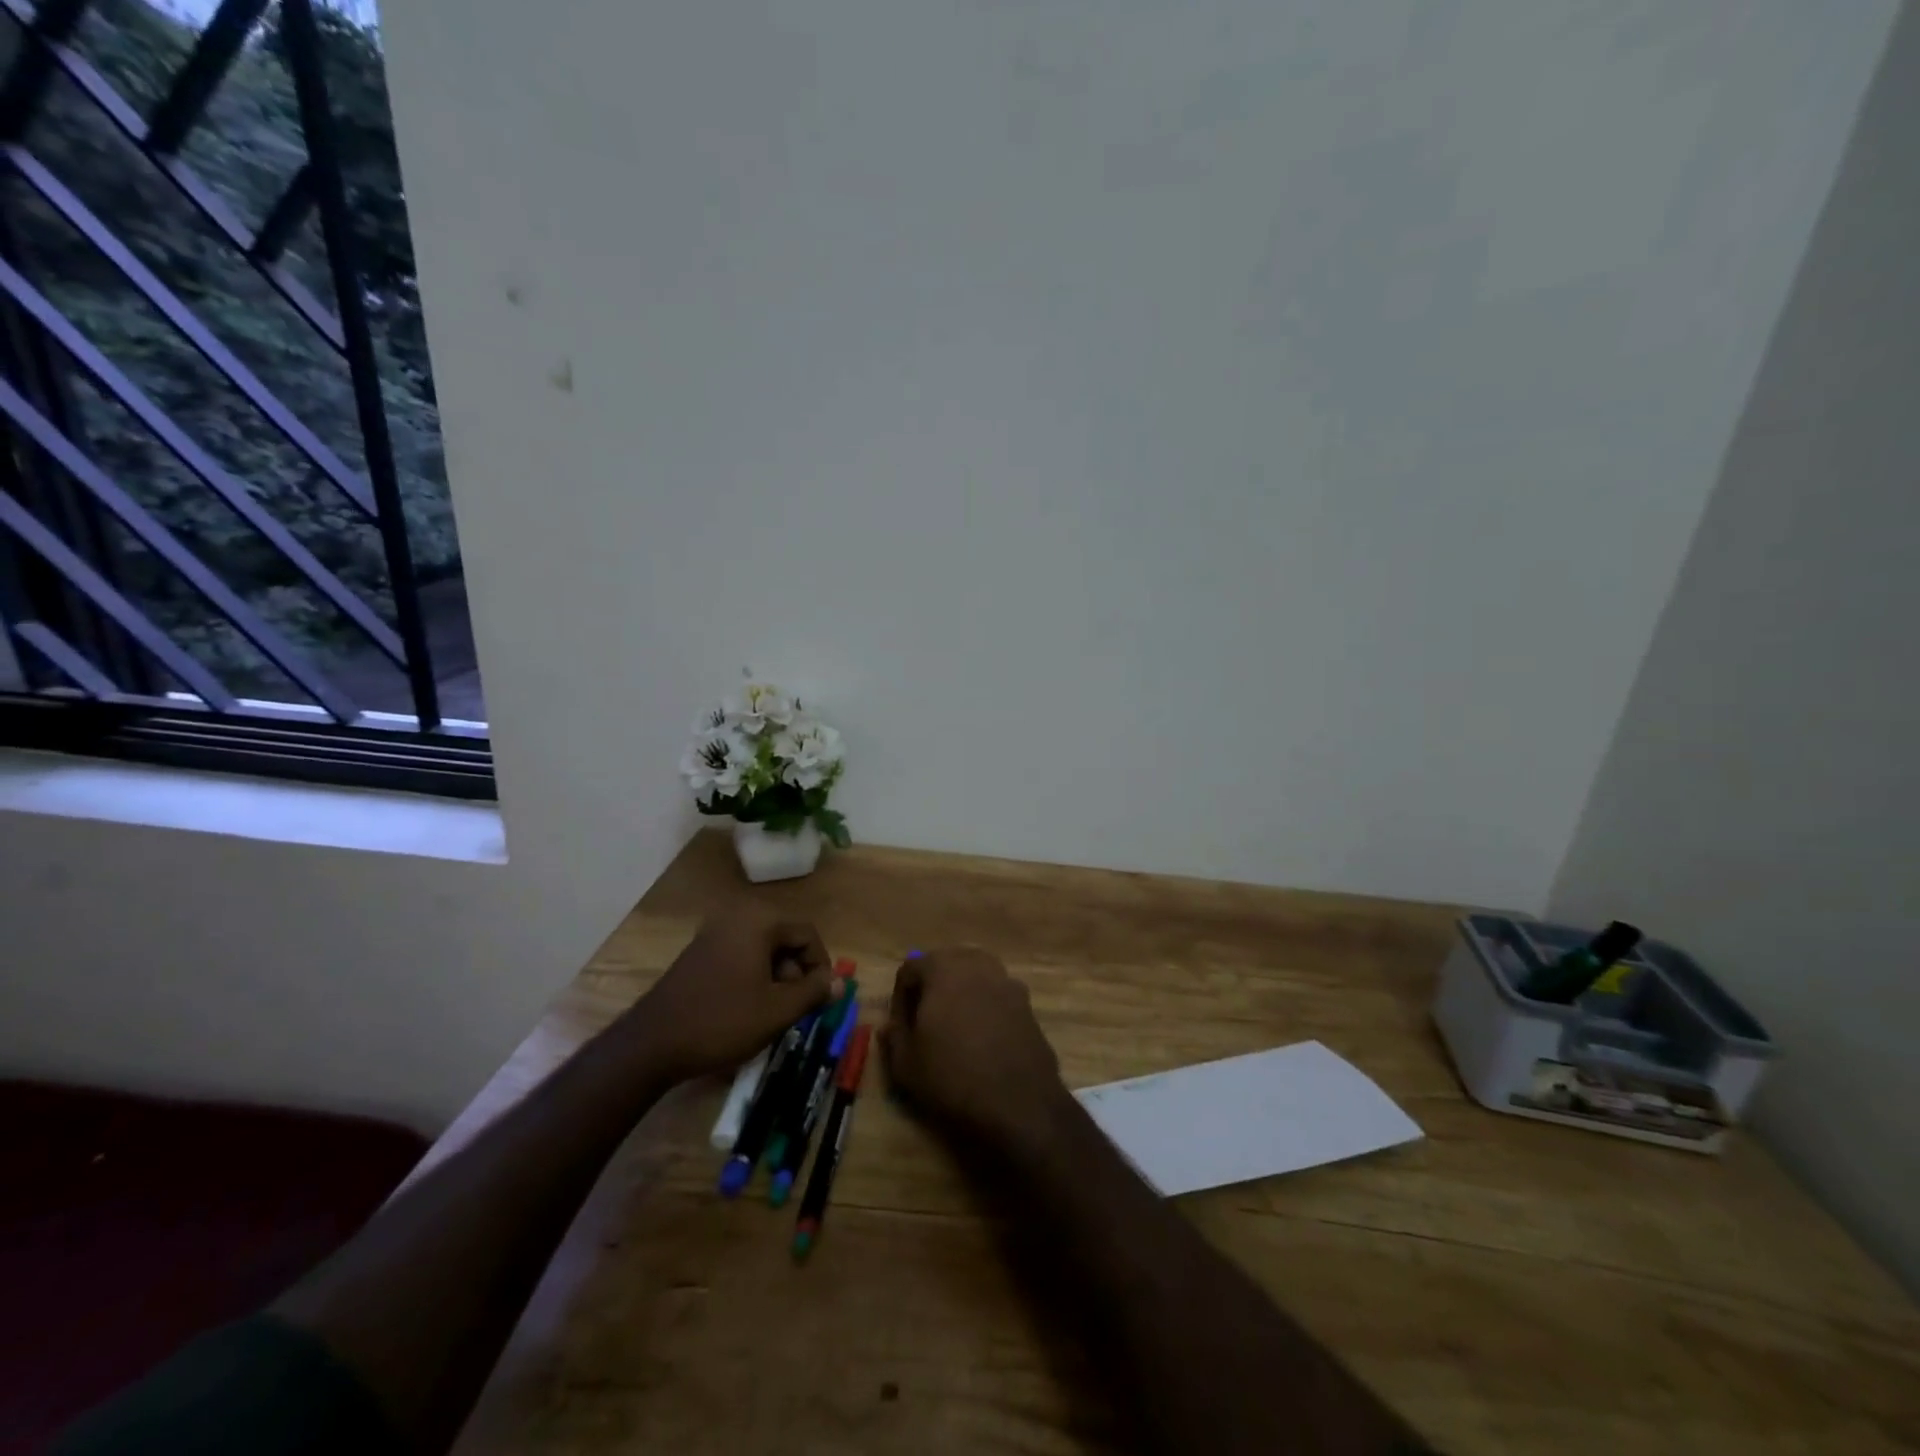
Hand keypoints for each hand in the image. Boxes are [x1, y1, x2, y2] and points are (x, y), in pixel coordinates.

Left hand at [632, 904, 843, 1082]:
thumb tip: (841, 983)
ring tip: (772, 1011)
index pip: (808, 934)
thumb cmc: (722, 1021)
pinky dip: (753, 975)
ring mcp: (714, 931)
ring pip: (764, 948)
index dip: (821, 966)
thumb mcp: (777, 1010)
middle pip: (785, 938)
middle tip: (795, 1007)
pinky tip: (747, 1006)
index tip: (820, 999)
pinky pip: (741, 954)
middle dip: (796, 972)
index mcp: (760, 920)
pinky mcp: (700, 950)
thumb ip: (814, 992)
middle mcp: (738, 915)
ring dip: (776, 976)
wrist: (652, 1043)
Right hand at [881, 947, 1068, 1148]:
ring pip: (976, 977)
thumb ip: (894, 1037)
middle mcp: (978, 965)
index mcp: (944, 968)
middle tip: (925, 1022)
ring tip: (954, 1030)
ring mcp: (1008, 983)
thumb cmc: (952, 1077)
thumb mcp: (906, 1065)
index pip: (911, 968)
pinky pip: (998, 997)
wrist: (1019, 1104)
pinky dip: (986, 1009)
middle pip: (946, 964)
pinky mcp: (1028, 1005)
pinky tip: (984, 1041)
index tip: (901, 1027)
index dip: (900, 997)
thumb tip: (889, 1025)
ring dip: (962, 994)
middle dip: (932, 987)